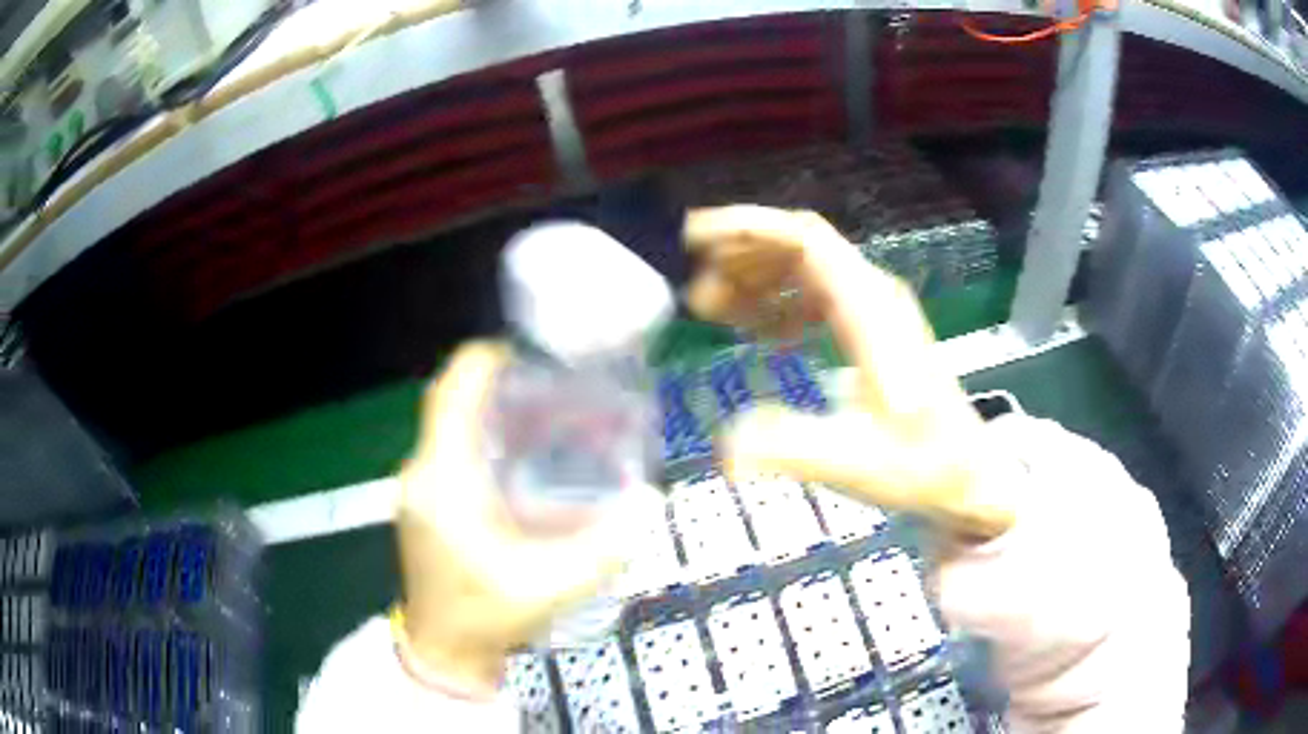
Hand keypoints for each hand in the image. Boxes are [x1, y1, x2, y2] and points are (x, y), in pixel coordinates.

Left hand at [395, 342, 646, 694]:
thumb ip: (605, 547)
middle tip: (548, 384)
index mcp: (444, 482)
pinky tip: (517, 458)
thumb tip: (649, 502)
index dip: (483, 361)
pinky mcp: (423, 502)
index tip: (526, 352)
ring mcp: (417, 488)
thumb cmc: (488, 616)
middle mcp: (422, 473)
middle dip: (494, 382)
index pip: (449, 394)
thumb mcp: (552, 584)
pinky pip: (447, 449)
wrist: (443, 649)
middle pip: (449, 402)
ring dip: (486, 409)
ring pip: (446, 425)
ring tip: (539, 412)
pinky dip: (478, 436)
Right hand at [685, 206, 1014, 539]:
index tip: (694, 240)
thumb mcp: (855, 462)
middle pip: (801, 245)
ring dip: (757, 278)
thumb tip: (723, 447)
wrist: (968, 475)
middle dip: (742, 256)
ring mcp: (874, 309)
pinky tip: (760, 334)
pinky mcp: (872, 329)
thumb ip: (791, 449)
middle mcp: (873, 294)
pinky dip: (780, 303)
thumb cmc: (921, 466)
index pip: (806, 240)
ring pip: (807, 267)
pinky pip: (817, 295)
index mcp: (870, 310)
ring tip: (712, 309)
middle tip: (695, 292)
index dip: (748, 229)